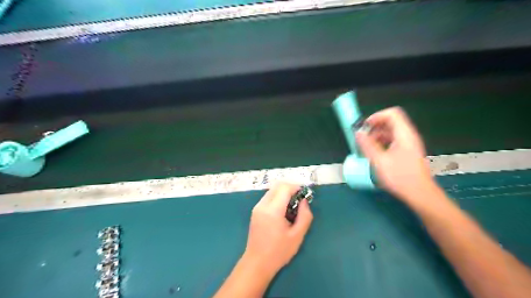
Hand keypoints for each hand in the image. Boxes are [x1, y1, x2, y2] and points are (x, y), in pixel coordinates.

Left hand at [243, 183, 311, 275]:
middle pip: (277, 185)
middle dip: (290, 187)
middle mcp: (262, 205)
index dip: (296, 187)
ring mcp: (257, 207)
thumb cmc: (279, 252)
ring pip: (272, 190)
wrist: (257, 263)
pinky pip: (268, 197)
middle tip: (300, 198)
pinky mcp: (255, 211)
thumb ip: (304, 216)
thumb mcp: (297, 236)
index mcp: (273, 210)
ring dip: (283, 192)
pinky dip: (277, 197)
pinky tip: (283, 210)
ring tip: (293, 205)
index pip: (284, 188)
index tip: (305, 194)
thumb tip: (304, 201)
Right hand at [356, 109, 435, 203]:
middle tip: (363, 139)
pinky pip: (393, 141)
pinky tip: (375, 154)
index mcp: (404, 134)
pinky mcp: (407, 152)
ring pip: (391, 132)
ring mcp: (409, 144)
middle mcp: (408, 136)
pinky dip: (382, 143)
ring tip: (366, 148)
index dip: (376, 116)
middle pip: (391, 122)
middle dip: (374, 127)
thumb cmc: (400, 177)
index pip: (392, 114)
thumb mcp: (379, 161)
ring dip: (377, 136)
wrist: (420, 194)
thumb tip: (358, 133)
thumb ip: (367, 145)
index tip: (365, 127)